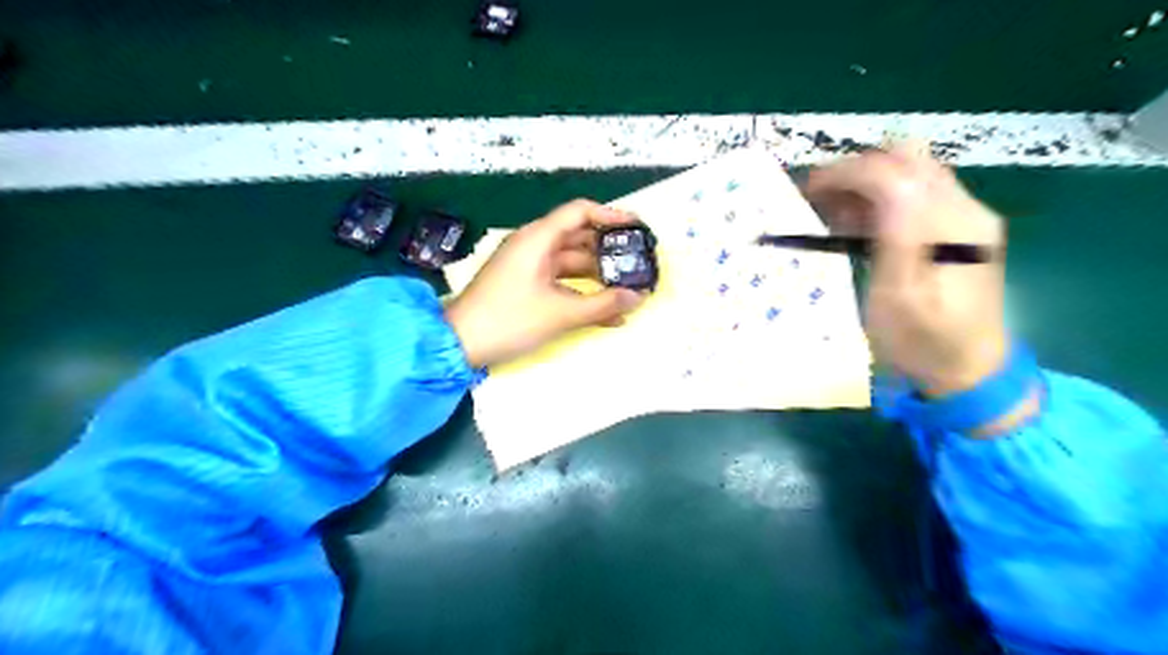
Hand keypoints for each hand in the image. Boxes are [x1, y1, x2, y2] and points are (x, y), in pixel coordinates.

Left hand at [448, 197, 648, 370]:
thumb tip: (639, 297)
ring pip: (571, 264)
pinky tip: (608, 314)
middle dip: (609, 251)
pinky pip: (560, 283)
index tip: (637, 227)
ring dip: (598, 277)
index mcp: (538, 239)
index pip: (579, 212)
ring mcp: (528, 268)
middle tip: (638, 263)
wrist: (459, 345)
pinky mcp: (525, 288)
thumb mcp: (560, 314)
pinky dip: (581, 294)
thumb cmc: (510, 320)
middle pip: (578, 238)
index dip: (610, 215)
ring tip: (629, 290)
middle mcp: (534, 246)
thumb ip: (603, 304)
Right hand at [809, 144, 1007, 397]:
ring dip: (865, 183)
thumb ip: (894, 238)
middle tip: (816, 196)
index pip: (895, 172)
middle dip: (855, 170)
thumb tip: (881, 185)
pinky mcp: (958, 229)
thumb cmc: (923, 342)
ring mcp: (965, 217)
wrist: (969, 371)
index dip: (848, 173)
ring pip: (910, 173)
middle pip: (907, 160)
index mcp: (950, 226)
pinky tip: (855, 223)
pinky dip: (879, 199)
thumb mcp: (899, 299)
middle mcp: (965, 209)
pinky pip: (915, 194)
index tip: (807, 190)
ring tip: (828, 211)